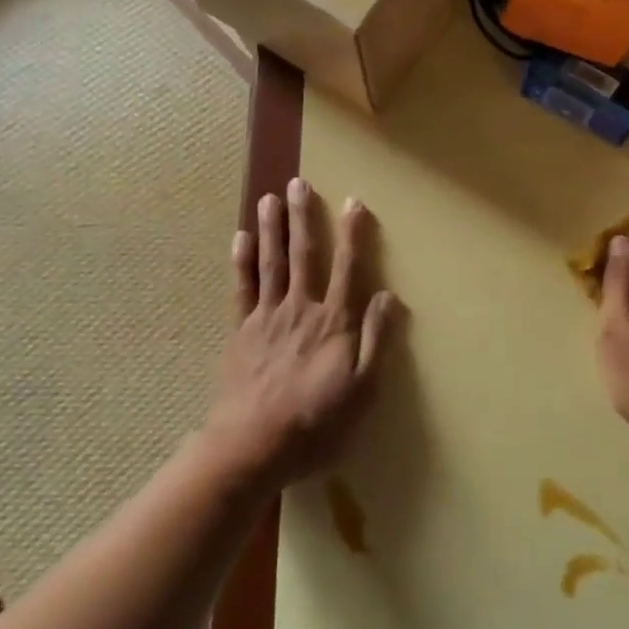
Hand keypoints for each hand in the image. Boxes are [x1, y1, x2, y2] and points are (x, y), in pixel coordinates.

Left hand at [207, 177, 399, 485]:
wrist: (252, 446)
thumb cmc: (316, 422)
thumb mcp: (362, 389)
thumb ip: (376, 340)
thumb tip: (387, 295)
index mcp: (333, 322)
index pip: (347, 268)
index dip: (352, 235)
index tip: (353, 202)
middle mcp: (300, 309)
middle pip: (303, 255)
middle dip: (302, 217)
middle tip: (298, 182)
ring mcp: (266, 318)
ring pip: (270, 263)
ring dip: (271, 228)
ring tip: (269, 197)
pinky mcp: (241, 332)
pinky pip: (241, 289)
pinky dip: (241, 262)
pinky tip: (241, 238)